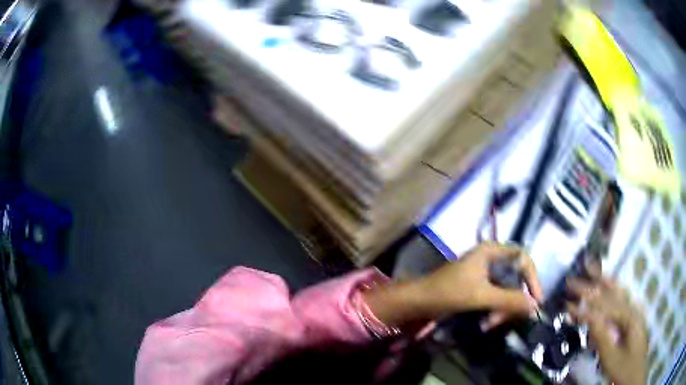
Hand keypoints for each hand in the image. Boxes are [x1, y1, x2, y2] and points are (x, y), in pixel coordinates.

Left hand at [364, 243, 541, 329]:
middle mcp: (490, 259)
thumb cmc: (448, 292)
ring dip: (502, 308)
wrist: (418, 302)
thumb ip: (509, 300)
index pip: (523, 259)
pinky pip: (496, 298)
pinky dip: (494, 310)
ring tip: (489, 323)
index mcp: (491, 251)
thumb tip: (535, 306)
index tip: (536, 300)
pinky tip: (486, 322)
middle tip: (504, 319)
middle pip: (515, 277)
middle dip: (513, 300)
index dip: (532, 278)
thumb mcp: (481, 296)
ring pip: (506, 290)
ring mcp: (484, 274)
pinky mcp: (478, 288)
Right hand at [567, 277, 647, 384]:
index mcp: (629, 317)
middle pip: (611, 293)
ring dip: (602, 282)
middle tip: (572, 282)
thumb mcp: (611, 358)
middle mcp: (632, 309)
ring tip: (591, 269)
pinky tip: (606, 284)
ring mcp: (633, 313)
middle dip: (592, 286)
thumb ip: (602, 337)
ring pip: (617, 292)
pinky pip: (619, 303)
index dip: (586, 305)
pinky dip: (610, 292)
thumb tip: (590, 317)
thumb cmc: (624, 368)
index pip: (605, 307)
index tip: (567, 304)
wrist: (634, 375)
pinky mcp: (631, 320)